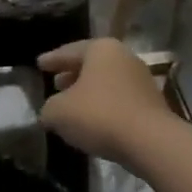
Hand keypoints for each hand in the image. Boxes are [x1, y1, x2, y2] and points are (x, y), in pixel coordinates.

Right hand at [38, 39, 168, 164]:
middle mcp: (123, 57)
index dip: (52, 60)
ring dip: (88, 92)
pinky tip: (92, 122)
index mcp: (100, 49)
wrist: (150, 142)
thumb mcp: (58, 112)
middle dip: (71, 75)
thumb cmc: (99, 115)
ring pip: (106, 82)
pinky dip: (103, 106)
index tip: (39, 64)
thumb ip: (48, 108)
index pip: (69, 51)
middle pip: (90, 65)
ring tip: (71, 105)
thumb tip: (49, 112)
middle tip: (55, 83)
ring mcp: (141, 80)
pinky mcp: (152, 104)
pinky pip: (119, 100)